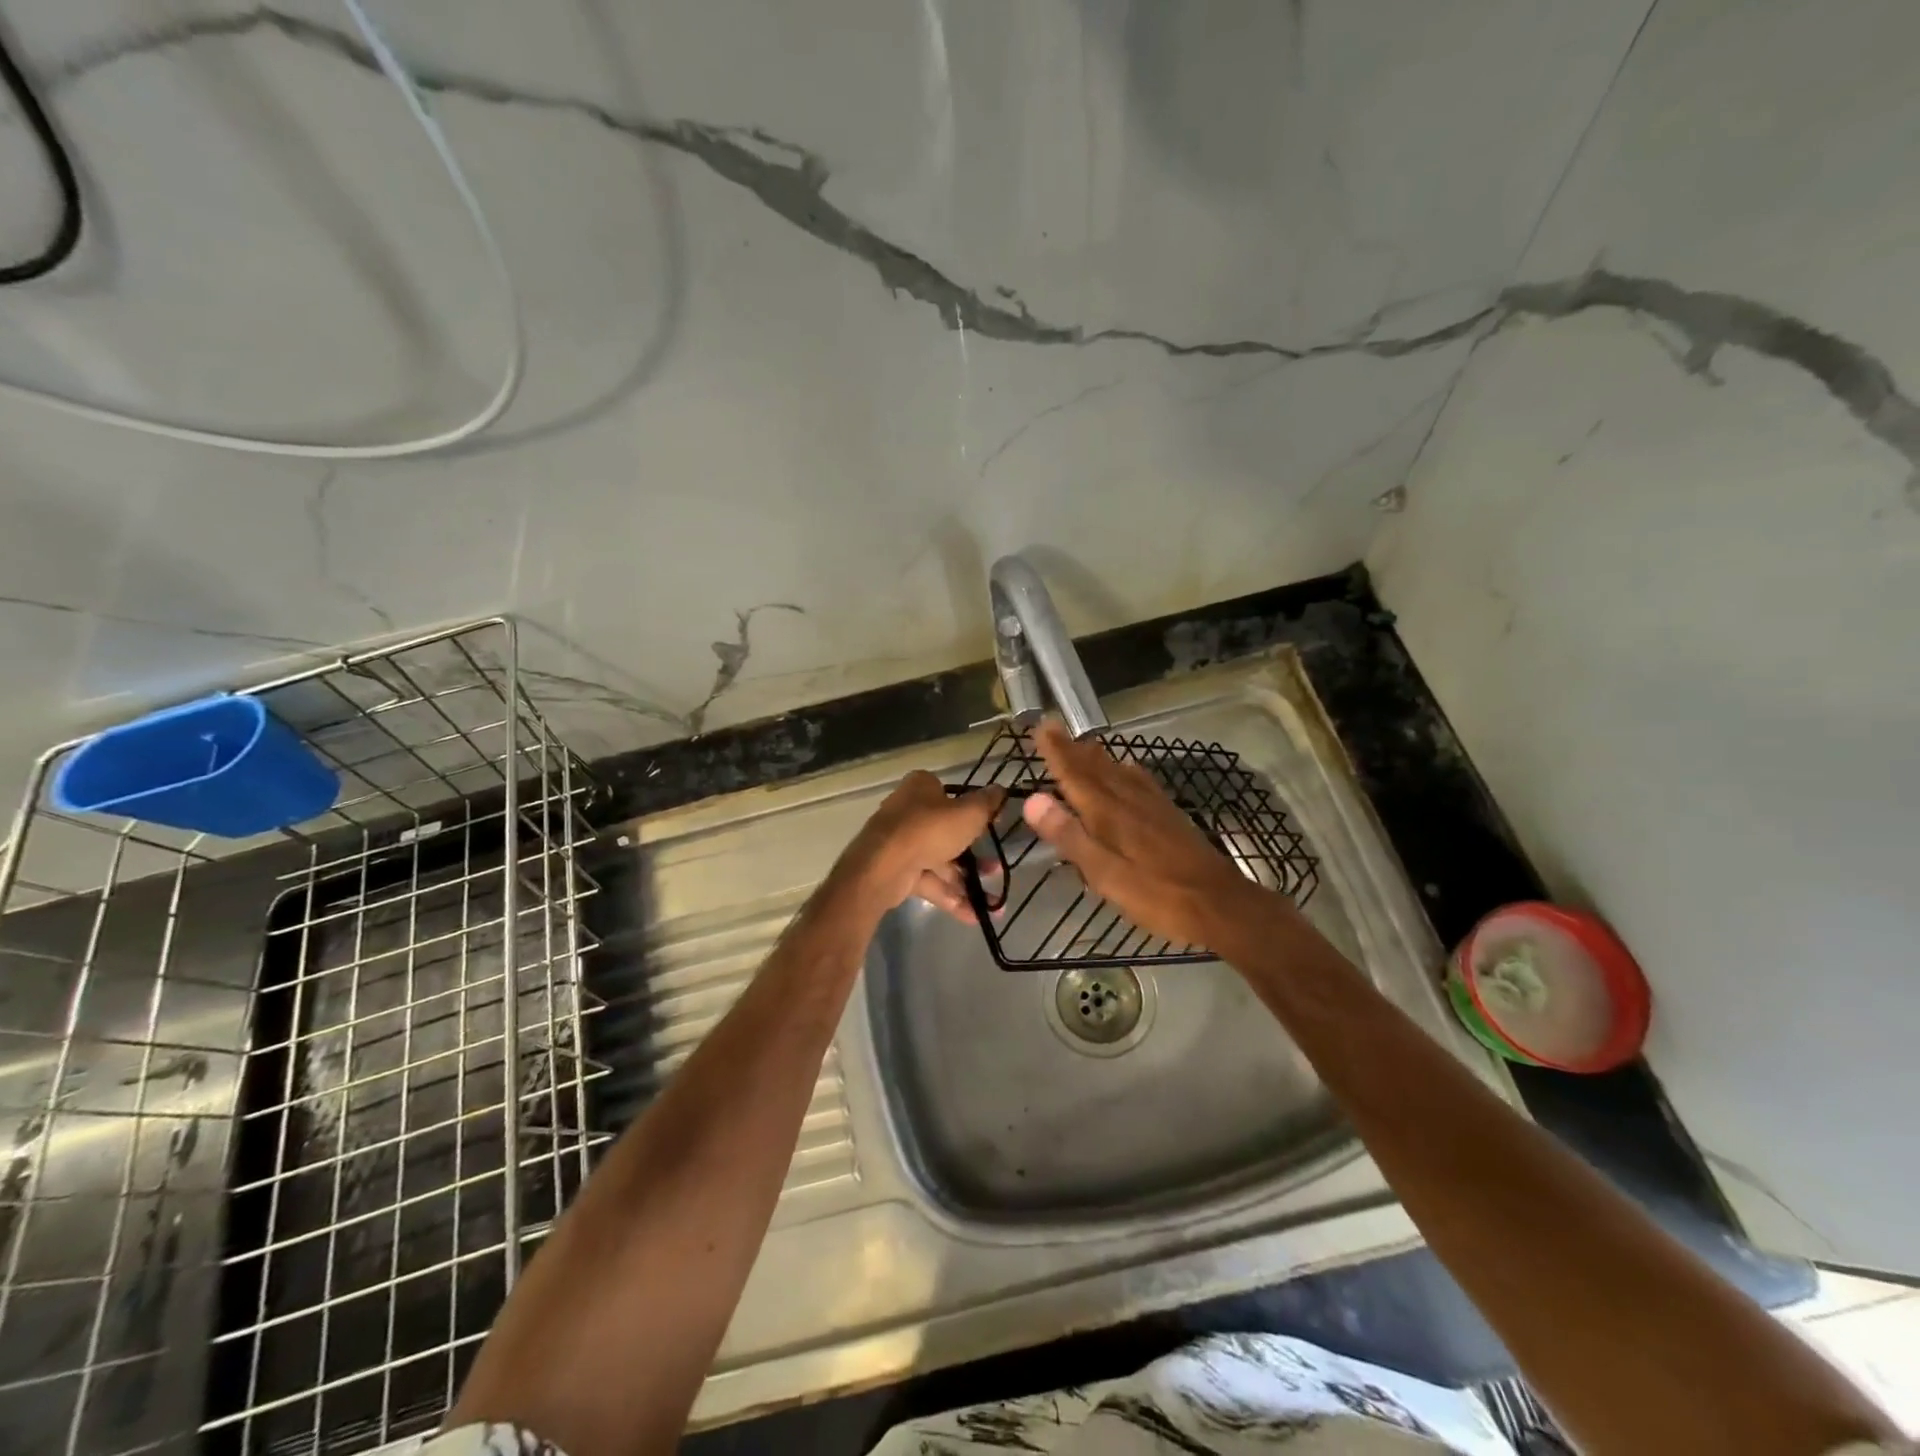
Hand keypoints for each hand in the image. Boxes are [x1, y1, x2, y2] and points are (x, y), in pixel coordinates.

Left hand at [837, 770, 1005, 922]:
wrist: (884, 868)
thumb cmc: (929, 830)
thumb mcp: (969, 813)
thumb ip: (987, 803)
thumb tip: (1001, 790)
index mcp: (922, 788)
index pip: (952, 795)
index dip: (974, 809)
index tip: (993, 825)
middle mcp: (909, 812)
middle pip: (948, 832)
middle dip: (975, 856)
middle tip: (996, 869)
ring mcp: (902, 844)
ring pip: (941, 861)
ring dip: (967, 881)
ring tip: (993, 902)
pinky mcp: (898, 871)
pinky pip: (930, 882)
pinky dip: (950, 897)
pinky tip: (974, 916)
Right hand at [1022, 720, 1282, 949]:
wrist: (1219, 904)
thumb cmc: (1156, 894)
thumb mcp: (1104, 873)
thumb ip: (1069, 835)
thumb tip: (1033, 799)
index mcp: (1108, 813)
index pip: (1075, 775)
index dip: (1056, 752)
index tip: (1040, 727)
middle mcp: (1129, 800)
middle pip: (1096, 768)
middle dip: (1072, 748)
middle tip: (1053, 728)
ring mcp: (1154, 806)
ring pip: (1119, 771)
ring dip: (1097, 756)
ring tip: (1083, 744)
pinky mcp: (1171, 816)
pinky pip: (1141, 780)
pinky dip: (1126, 769)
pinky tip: (1130, 770)